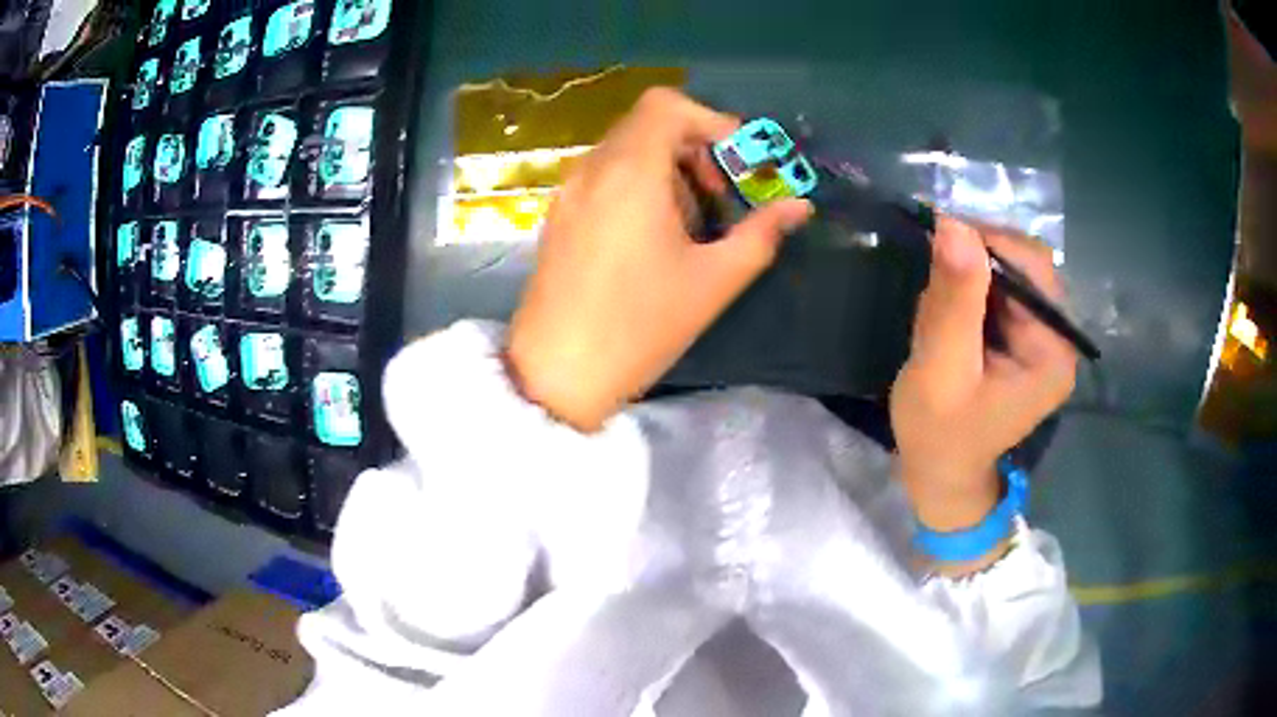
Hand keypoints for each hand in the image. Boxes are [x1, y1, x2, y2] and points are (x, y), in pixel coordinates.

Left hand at [506, 88, 812, 430]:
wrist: (557, 373)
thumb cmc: (640, 326)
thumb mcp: (713, 281)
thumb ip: (761, 233)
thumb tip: (799, 207)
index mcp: (630, 172)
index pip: (667, 105)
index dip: (710, 121)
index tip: (738, 161)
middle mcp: (593, 169)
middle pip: (647, 124)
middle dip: (694, 148)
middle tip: (719, 196)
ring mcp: (569, 191)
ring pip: (625, 149)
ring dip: (667, 168)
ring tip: (689, 224)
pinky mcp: (558, 215)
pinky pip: (603, 175)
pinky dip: (637, 184)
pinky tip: (652, 237)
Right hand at [890, 219, 1076, 537]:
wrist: (939, 472)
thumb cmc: (939, 433)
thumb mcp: (940, 369)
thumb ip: (953, 301)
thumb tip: (954, 223)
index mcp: (1053, 352)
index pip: (1033, 268)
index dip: (990, 244)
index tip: (939, 239)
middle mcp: (1059, 339)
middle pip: (1025, 266)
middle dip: (975, 266)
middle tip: (935, 290)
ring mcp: (1043, 337)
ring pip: (1009, 273)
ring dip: (968, 279)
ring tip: (938, 315)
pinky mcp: (1025, 338)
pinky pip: (1000, 290)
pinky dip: (969, 292)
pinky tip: (949, 320)